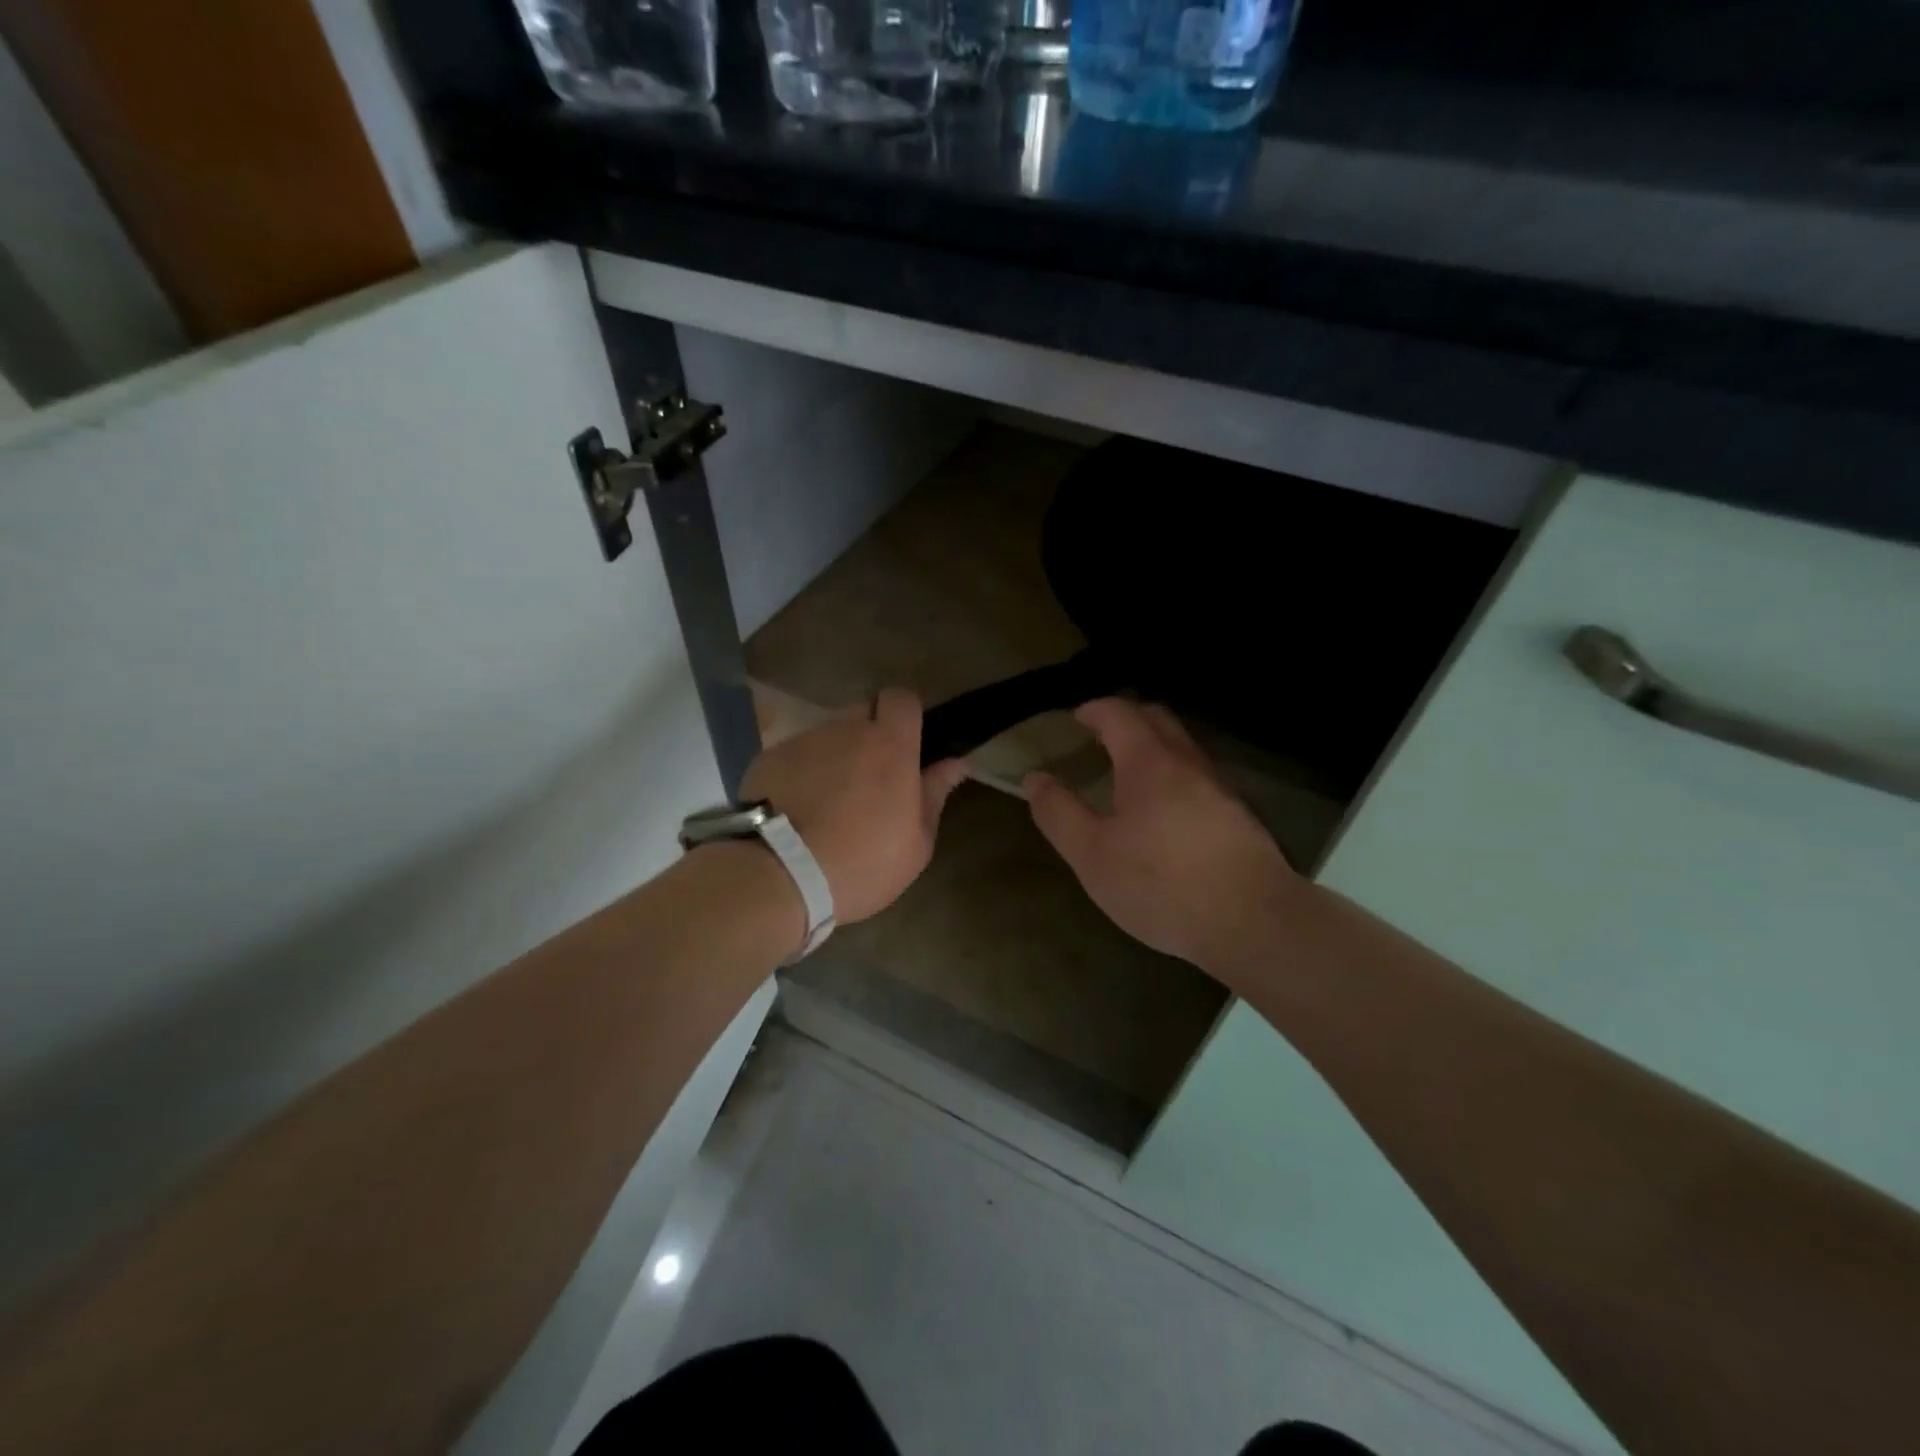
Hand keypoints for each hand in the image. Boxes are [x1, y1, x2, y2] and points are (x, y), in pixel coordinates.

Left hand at [742, 687, 969, 926]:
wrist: (778, 876)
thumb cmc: (861, 864)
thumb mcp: (915, 843)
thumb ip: (935, 794)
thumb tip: (956, 763)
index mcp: (890, 745)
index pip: (902, 698)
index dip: (906, 715)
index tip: (908, 745)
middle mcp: (846, 730)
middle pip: (863, 713)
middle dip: (870, 735)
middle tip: (871, 778)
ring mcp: (804, 741)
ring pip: (828, 736)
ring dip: (835, 757)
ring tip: (828, 801)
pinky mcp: (769, 758)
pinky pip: (796, 755)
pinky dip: (801, 773)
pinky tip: (797, 809)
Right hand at [1026, 698, 1299, 985]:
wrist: (1252, 921)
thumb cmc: (1161, 883)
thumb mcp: (1092, 855)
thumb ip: (1059, 813)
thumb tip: (1035, 778)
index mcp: (1148, 762)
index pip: (1119, 713)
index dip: (1094, 710)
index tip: (1075, 718)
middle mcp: (1188, 763)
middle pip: (1158, 719)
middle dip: (1126, 718)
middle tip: (1099, 736)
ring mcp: (1220, 788)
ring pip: (1182, 748)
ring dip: (1153, 747)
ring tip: (1127, 774)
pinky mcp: (1239, 816)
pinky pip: (1198, 777)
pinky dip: (1173, 775)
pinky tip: (1164, 812)